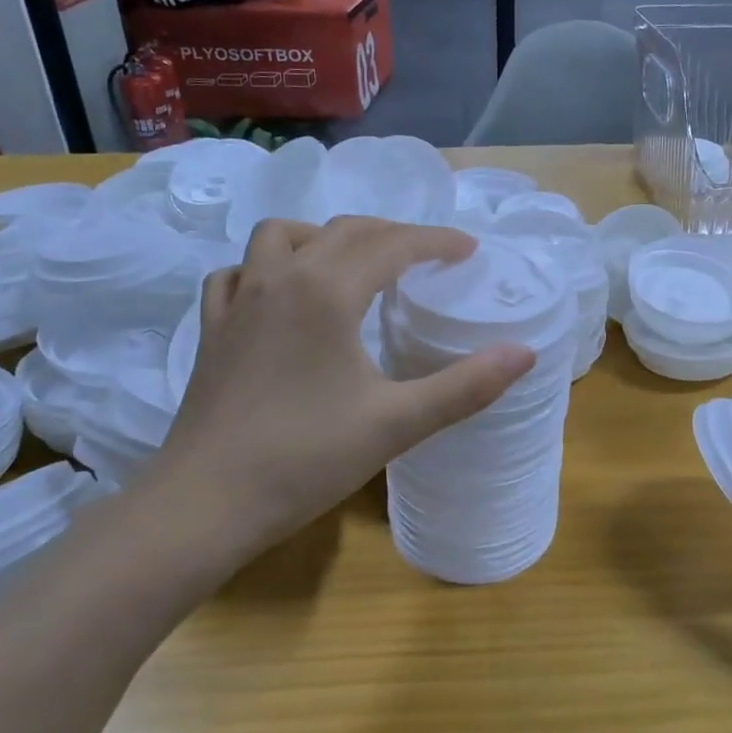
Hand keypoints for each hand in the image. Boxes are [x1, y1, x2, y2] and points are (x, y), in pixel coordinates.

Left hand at [155, 217, 533, 565]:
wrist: (207, 502)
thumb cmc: (305, 459)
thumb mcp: (396, 423)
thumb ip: (465, 386)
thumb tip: (525, 353)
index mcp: (327, 291)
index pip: (392, 245)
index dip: (436, 241)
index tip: (468, 250)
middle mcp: (280, 278)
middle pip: (343, 231)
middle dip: (392, 234)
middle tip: (426, 258)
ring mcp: (239, 300)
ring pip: (280, 235)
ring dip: (323, 236)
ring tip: (350, 264)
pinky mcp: (213, 328)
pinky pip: (237, 271)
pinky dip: (265, 266)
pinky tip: (279, 293)